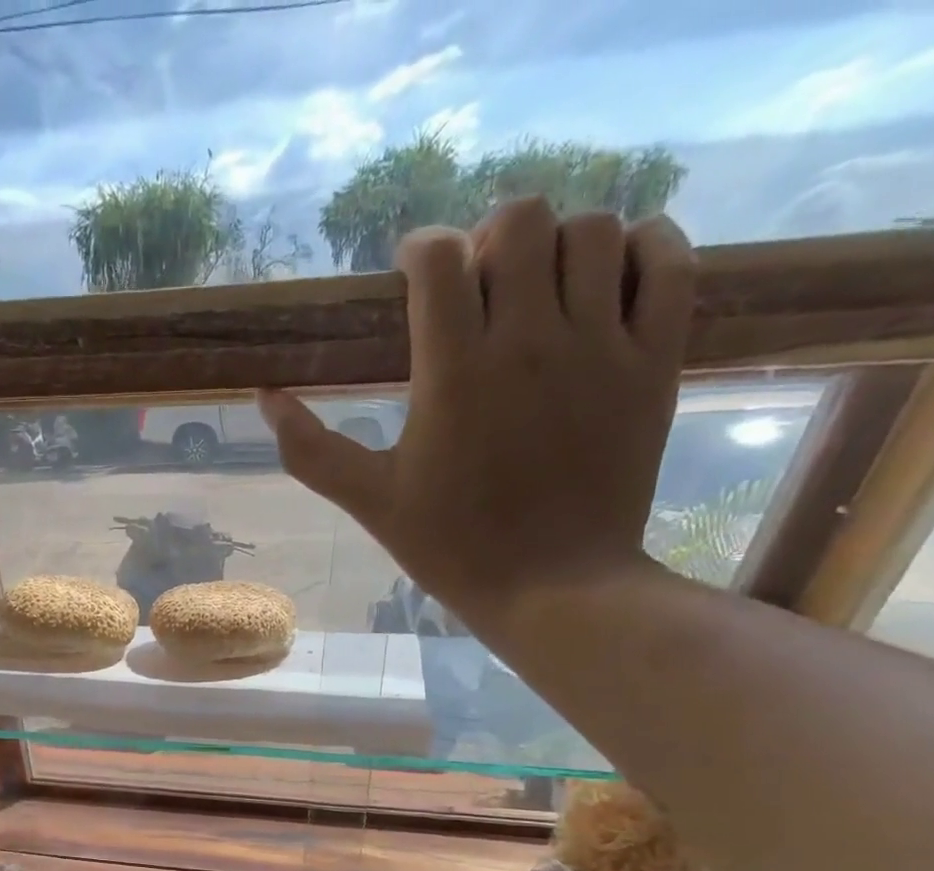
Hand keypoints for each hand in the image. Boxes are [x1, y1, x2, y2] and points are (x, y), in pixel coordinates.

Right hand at [259, 197, 696, 633]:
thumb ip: (310, 448)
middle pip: (521, 221)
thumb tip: (264, 398)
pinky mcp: (656, 360)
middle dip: (489, 237)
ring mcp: (603, 345)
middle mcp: (531, 340)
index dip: (419, 250)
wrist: (553, 587)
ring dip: (558, 242)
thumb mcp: (369, 500)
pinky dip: (644, 248)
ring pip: (595, 230)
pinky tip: (610, 279)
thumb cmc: (450, 546)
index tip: (411, 273)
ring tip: (538, 287)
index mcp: (453, 374)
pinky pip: (668, 261)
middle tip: (477, 283)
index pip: (438, 260)